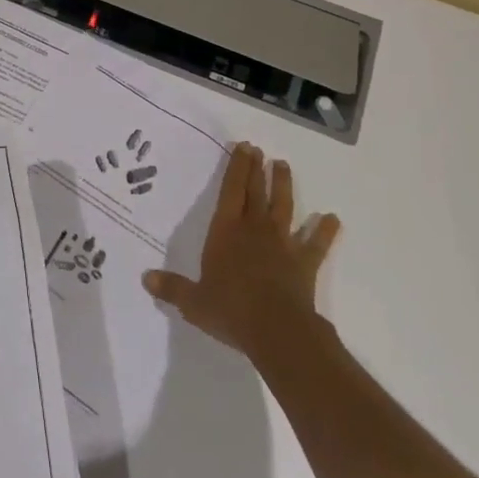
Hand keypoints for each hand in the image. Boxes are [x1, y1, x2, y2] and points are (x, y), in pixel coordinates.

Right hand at [142, 141, 337, 367]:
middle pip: (256, 191)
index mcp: (226, 231)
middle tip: (259, 149)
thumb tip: (145, 279)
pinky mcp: (304, 263)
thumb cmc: (230, 310)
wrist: (277, 330)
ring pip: (283, 207)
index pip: (230, 191)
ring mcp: (282, 244)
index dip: (236, 167)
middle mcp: (254, 229)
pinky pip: (316, 244)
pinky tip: (332, 218)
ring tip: (283, 166)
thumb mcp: (193, 302)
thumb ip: (172, 288)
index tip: (243, 147)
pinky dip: (324, 231)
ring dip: (284, 186)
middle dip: (256, 169)